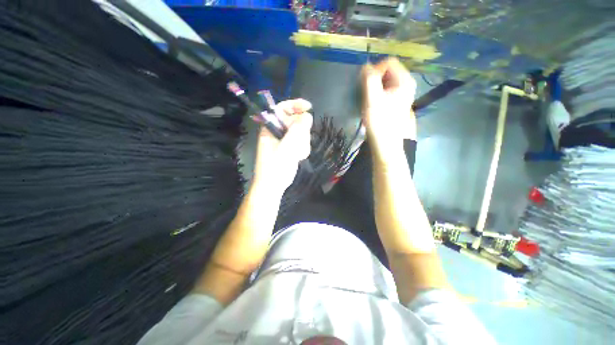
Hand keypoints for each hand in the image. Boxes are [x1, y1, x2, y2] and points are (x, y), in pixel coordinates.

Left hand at [253, 99, 312, 193]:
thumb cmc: (276, 166)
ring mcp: (285, 140)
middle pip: (295, 121)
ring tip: (296, 154)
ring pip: (301, 133)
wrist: (274, 185)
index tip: (308, 107)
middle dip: (301, 132)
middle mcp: (277, 131)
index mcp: (271, 127)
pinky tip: (298, 157)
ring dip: (302, 143)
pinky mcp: (290, 148)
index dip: (294, 105)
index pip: (282, 108)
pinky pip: (301, 143)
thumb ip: (298, 130)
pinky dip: (302, 149)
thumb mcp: (287, 146)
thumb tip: (307, 116)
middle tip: (299, 143)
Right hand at [361, 58, 416, 154]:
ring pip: (384, 81)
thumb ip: (369, 79)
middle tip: (366, 94)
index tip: (366, 85)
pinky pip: (384, 90)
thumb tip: (366, 66)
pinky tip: (372, 105)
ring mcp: (401, 93)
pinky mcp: (395, 102)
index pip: (388, 62)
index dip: (375, 70)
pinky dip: (376, 94)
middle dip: (374, 79)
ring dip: (373, 88)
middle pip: (387, 71)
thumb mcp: (372, 98)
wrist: (385, 143)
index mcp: (404, 80)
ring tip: (368, 101)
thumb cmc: (380, 121)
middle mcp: (406, 84)